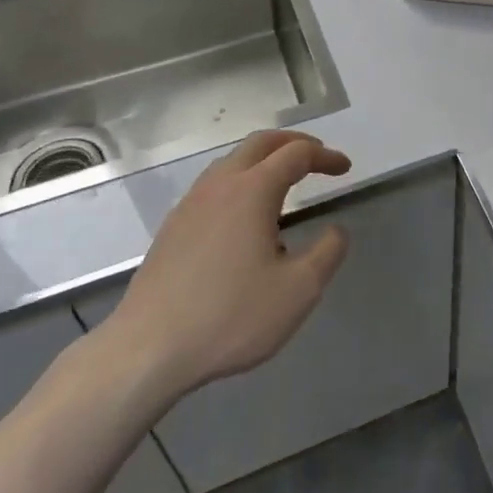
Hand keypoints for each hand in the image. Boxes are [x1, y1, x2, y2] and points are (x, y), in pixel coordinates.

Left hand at [97, 130, 351, 402]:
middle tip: (317, 157)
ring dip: (264, 160)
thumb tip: (336, 231)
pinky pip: (214, 185)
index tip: (345, 168)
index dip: (325, 157)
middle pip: (261, 143)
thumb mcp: (298, 291)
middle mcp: (220, 184)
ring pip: (233, 161)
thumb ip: (327, 254)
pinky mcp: (173, 226)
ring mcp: (191, 203)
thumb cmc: (230, 316)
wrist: (147, 349)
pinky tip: (245, 218)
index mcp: (253, 190)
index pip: (297, 154)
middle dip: (293, 143)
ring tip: (284, 183)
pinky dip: (241, 181)